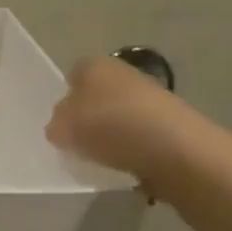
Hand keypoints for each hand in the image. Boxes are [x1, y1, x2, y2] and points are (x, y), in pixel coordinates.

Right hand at [45, 55, 188, 185]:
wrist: (176, 150)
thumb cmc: (110, 127)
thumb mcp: (62, 128)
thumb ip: (55, 125)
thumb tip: (61, 128)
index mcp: (92, 64)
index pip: (71, 77)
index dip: (65, 101)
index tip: (62, 126)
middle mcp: (122, 72)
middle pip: (97, 96)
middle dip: (90, 117)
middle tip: (79, 144)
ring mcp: (151, 96)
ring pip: (119, 116)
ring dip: (112, 135)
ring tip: (104, 160)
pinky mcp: (172, 122)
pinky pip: (141, 136)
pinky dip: (134, 149)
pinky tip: (129, 166)